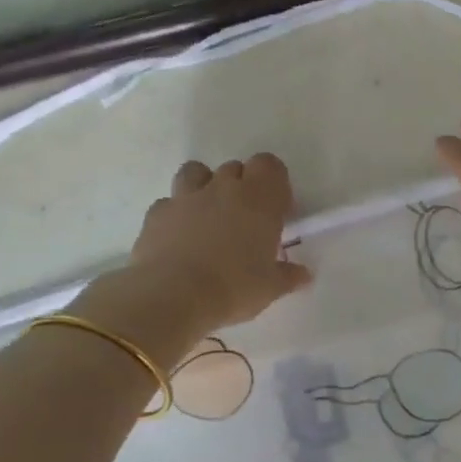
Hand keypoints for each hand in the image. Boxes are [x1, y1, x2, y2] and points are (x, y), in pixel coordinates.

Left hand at [74, 153, 311, 366]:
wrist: (171, 296)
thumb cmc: (233, 288)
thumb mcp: (270, 288)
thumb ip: (288, 276)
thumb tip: (304, 275)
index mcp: (259, 200)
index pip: (269, 165)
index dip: (273, 182)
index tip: (276, 209)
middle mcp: (223, 189)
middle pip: (235, 167)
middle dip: (242, 186)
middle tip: (245, 219)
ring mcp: (186, 197)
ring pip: (196, 171)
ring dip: (204, 186)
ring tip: (208, 216)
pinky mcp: (156, 214)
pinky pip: (169, 202)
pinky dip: (176, 213)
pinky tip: (179, 237)